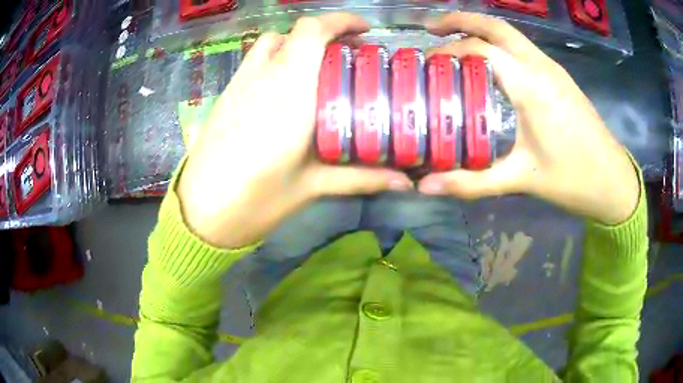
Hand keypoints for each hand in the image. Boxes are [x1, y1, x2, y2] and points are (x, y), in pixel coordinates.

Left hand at [177, 13, 412, 248]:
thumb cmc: (256, 199)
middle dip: (326, 35)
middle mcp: (263, 77)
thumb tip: (406, 182)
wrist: (202, 213)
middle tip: (349, 56)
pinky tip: (286, 88)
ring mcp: (240, 83)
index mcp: (289, 91)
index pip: (312, 32)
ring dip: (298, 44)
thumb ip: (361, 177)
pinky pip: (254, 61)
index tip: (364, 30)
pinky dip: (277, 58)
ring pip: (271, 43)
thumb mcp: (312, 187)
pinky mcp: (226, 95)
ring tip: (317, 66)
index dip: (341, 21)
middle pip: (294, 33)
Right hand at [418, 13, 639, 224]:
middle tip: (430, 26)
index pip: (481, 48)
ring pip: (511, 33)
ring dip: (480, 29)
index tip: (427, 62)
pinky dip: (498, 44)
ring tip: (454, 38)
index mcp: (531, 85)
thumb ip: (472, 183)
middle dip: (460, 19)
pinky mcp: (559, 77)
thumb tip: (427, 187)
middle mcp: (541, 66)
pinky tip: (489, 62)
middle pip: (496, 26)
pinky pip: (522, 48)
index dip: (449, 49)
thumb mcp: (521, 180)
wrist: (613, 180)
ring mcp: (552, 69)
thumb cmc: (573, 179)